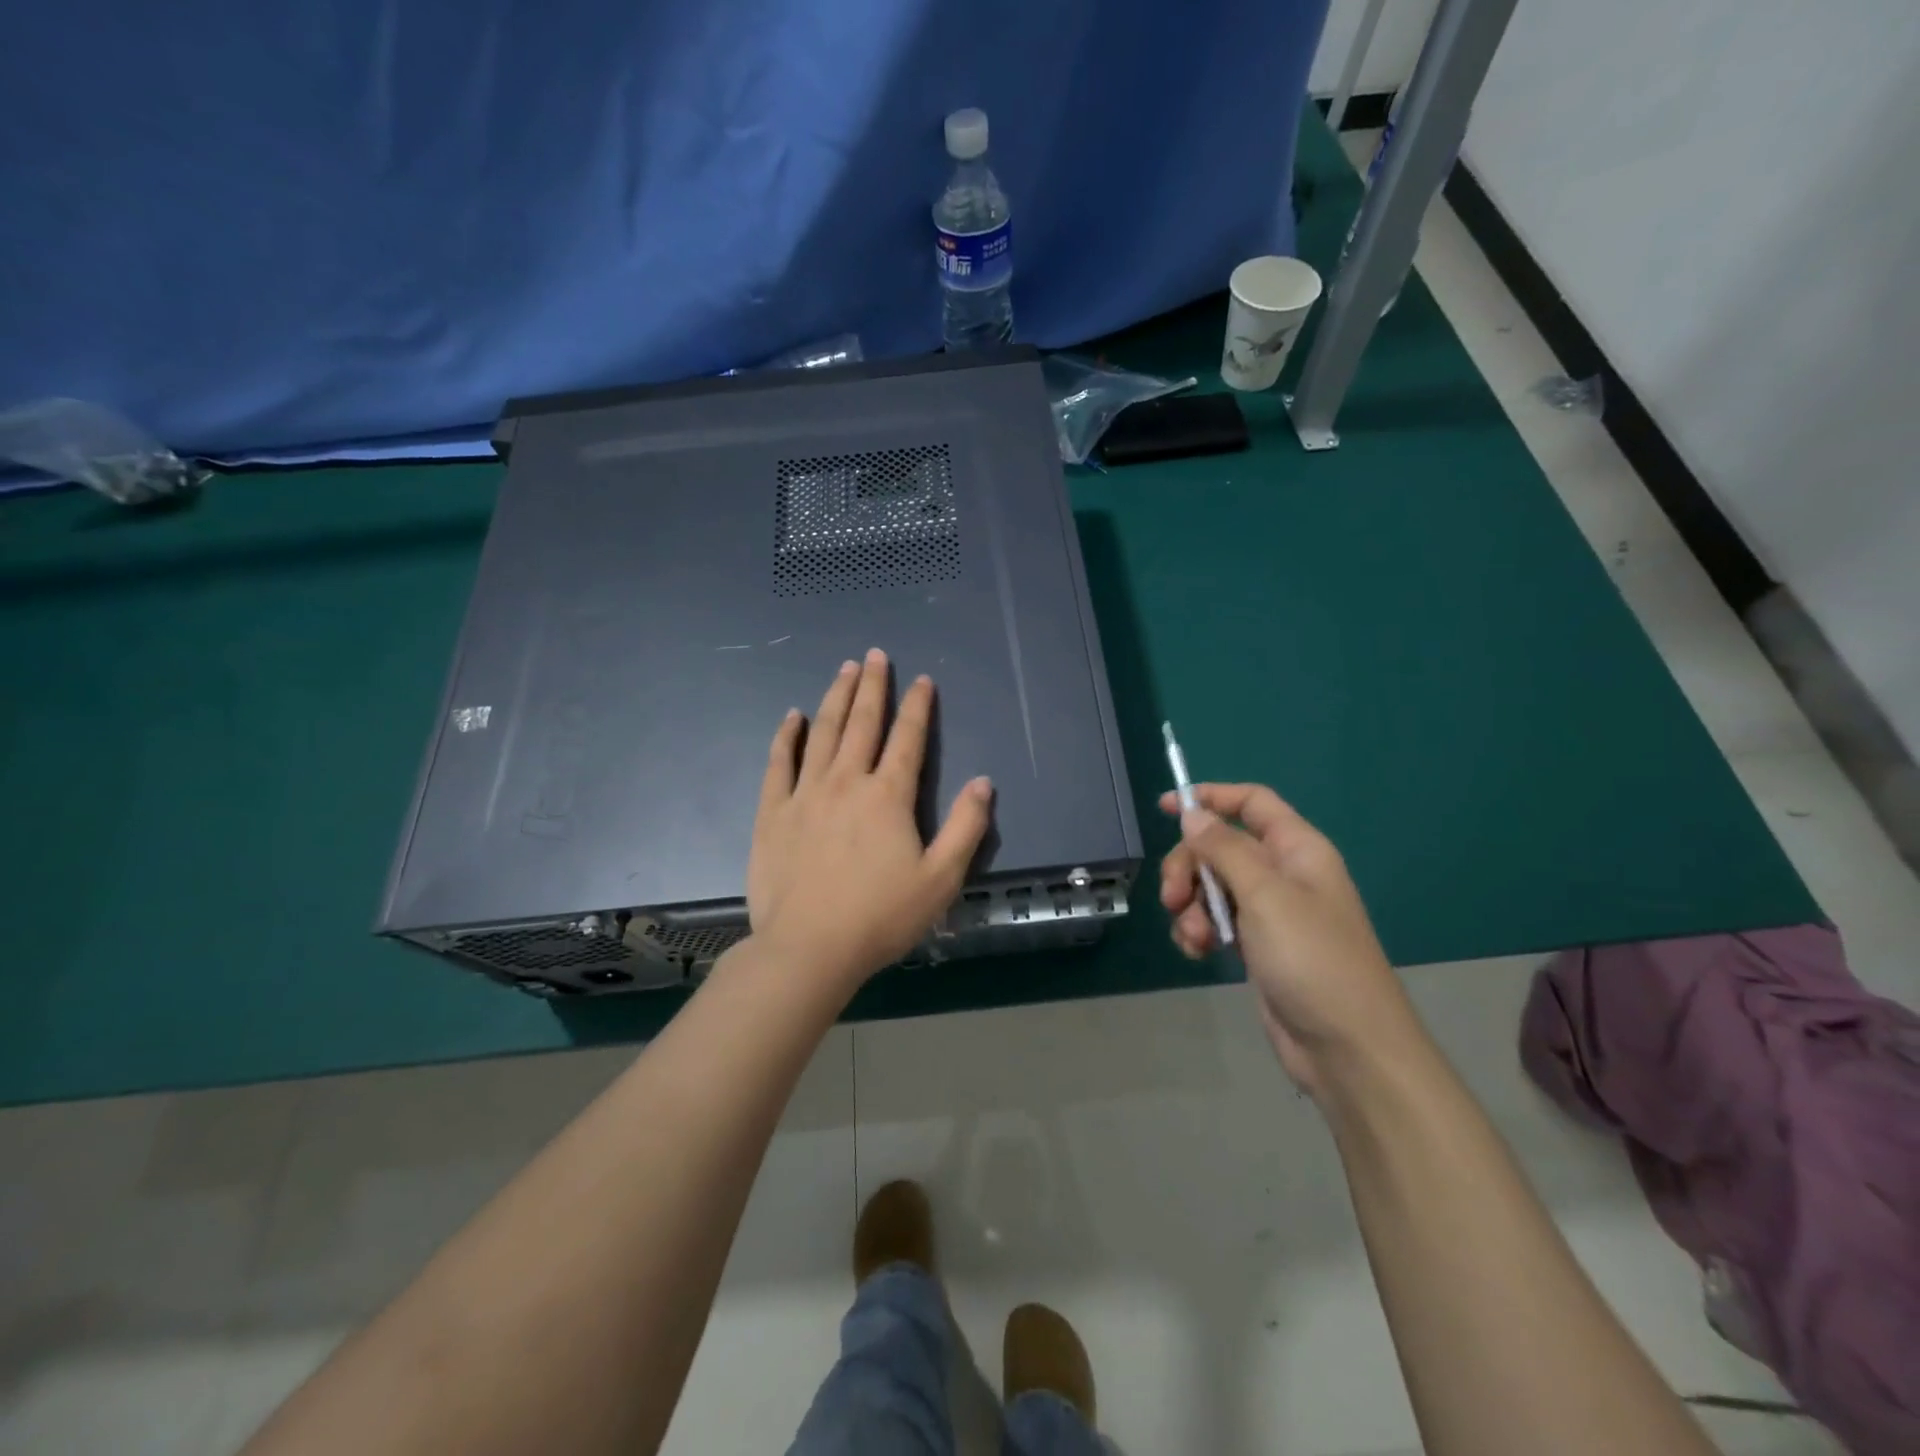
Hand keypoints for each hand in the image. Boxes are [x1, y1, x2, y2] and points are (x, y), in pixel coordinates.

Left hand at [747, 649, 992, 992]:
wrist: (809, 948)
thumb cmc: (881, 917)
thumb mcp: (941, 879)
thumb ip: (967, 827)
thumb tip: (984, 782)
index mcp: (888, 796)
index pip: (908, 739)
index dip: (917, 707)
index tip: (921, 680)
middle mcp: (847, 781)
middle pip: (863, 722)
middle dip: (873, 686)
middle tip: (876, 655)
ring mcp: (805, 793)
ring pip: (823, 733)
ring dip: (836, 697)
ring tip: (844, 669)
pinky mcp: (773, 812)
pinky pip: (779, 762)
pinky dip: (787, 736)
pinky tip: (793, 717)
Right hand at [1160, 783, 1416, 1093]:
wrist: (1347, 1048)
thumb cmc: (1313, 959)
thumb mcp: (1265, 895)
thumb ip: (1225, 849)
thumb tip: (1193, 814)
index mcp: (1297, 850)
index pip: (1252, 802)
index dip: (1211, 797)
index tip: (1165, 808)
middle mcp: (1283, 874)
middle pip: (1220, 847)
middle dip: (1189, 868)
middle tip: (1173, 897)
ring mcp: (1270, 912)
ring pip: (1212, 887)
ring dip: (1192, 907)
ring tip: (1195, 937)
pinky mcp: (1257, 946)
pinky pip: (1216, 922)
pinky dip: (1200, 932)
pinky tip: (1198, 953)